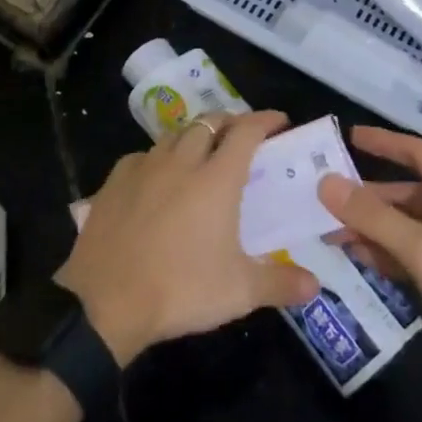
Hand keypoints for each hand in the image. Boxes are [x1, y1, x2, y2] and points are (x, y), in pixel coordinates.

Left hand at [56, 111, 319, 365]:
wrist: (105, 300)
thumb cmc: (180, 289)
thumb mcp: (239, 292)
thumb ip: (280, 283)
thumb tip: (316, 284)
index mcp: (216, 179)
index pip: (246, 132)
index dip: (264, 120)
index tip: (279, 121)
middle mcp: (182, 161)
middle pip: (209, 122)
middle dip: (230, 121)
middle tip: (242, 135)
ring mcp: (145, 167)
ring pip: (175, 134)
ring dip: (195, 135)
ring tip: (203, 151)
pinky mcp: (115, 180)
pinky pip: (144, 155)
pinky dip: (160, 157)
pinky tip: (158, 176)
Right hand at [319, 126, 421, 393]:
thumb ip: (374, 217)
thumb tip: (326, 184)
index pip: (418, 154)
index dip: (384, 142)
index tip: (348, 137)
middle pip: (407, 194)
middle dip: (367, 199)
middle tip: (325, 202)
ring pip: (406, 227)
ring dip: (372, 229)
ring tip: (332, 235)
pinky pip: (413, 255)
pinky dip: (387, 254)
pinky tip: (360, 259)